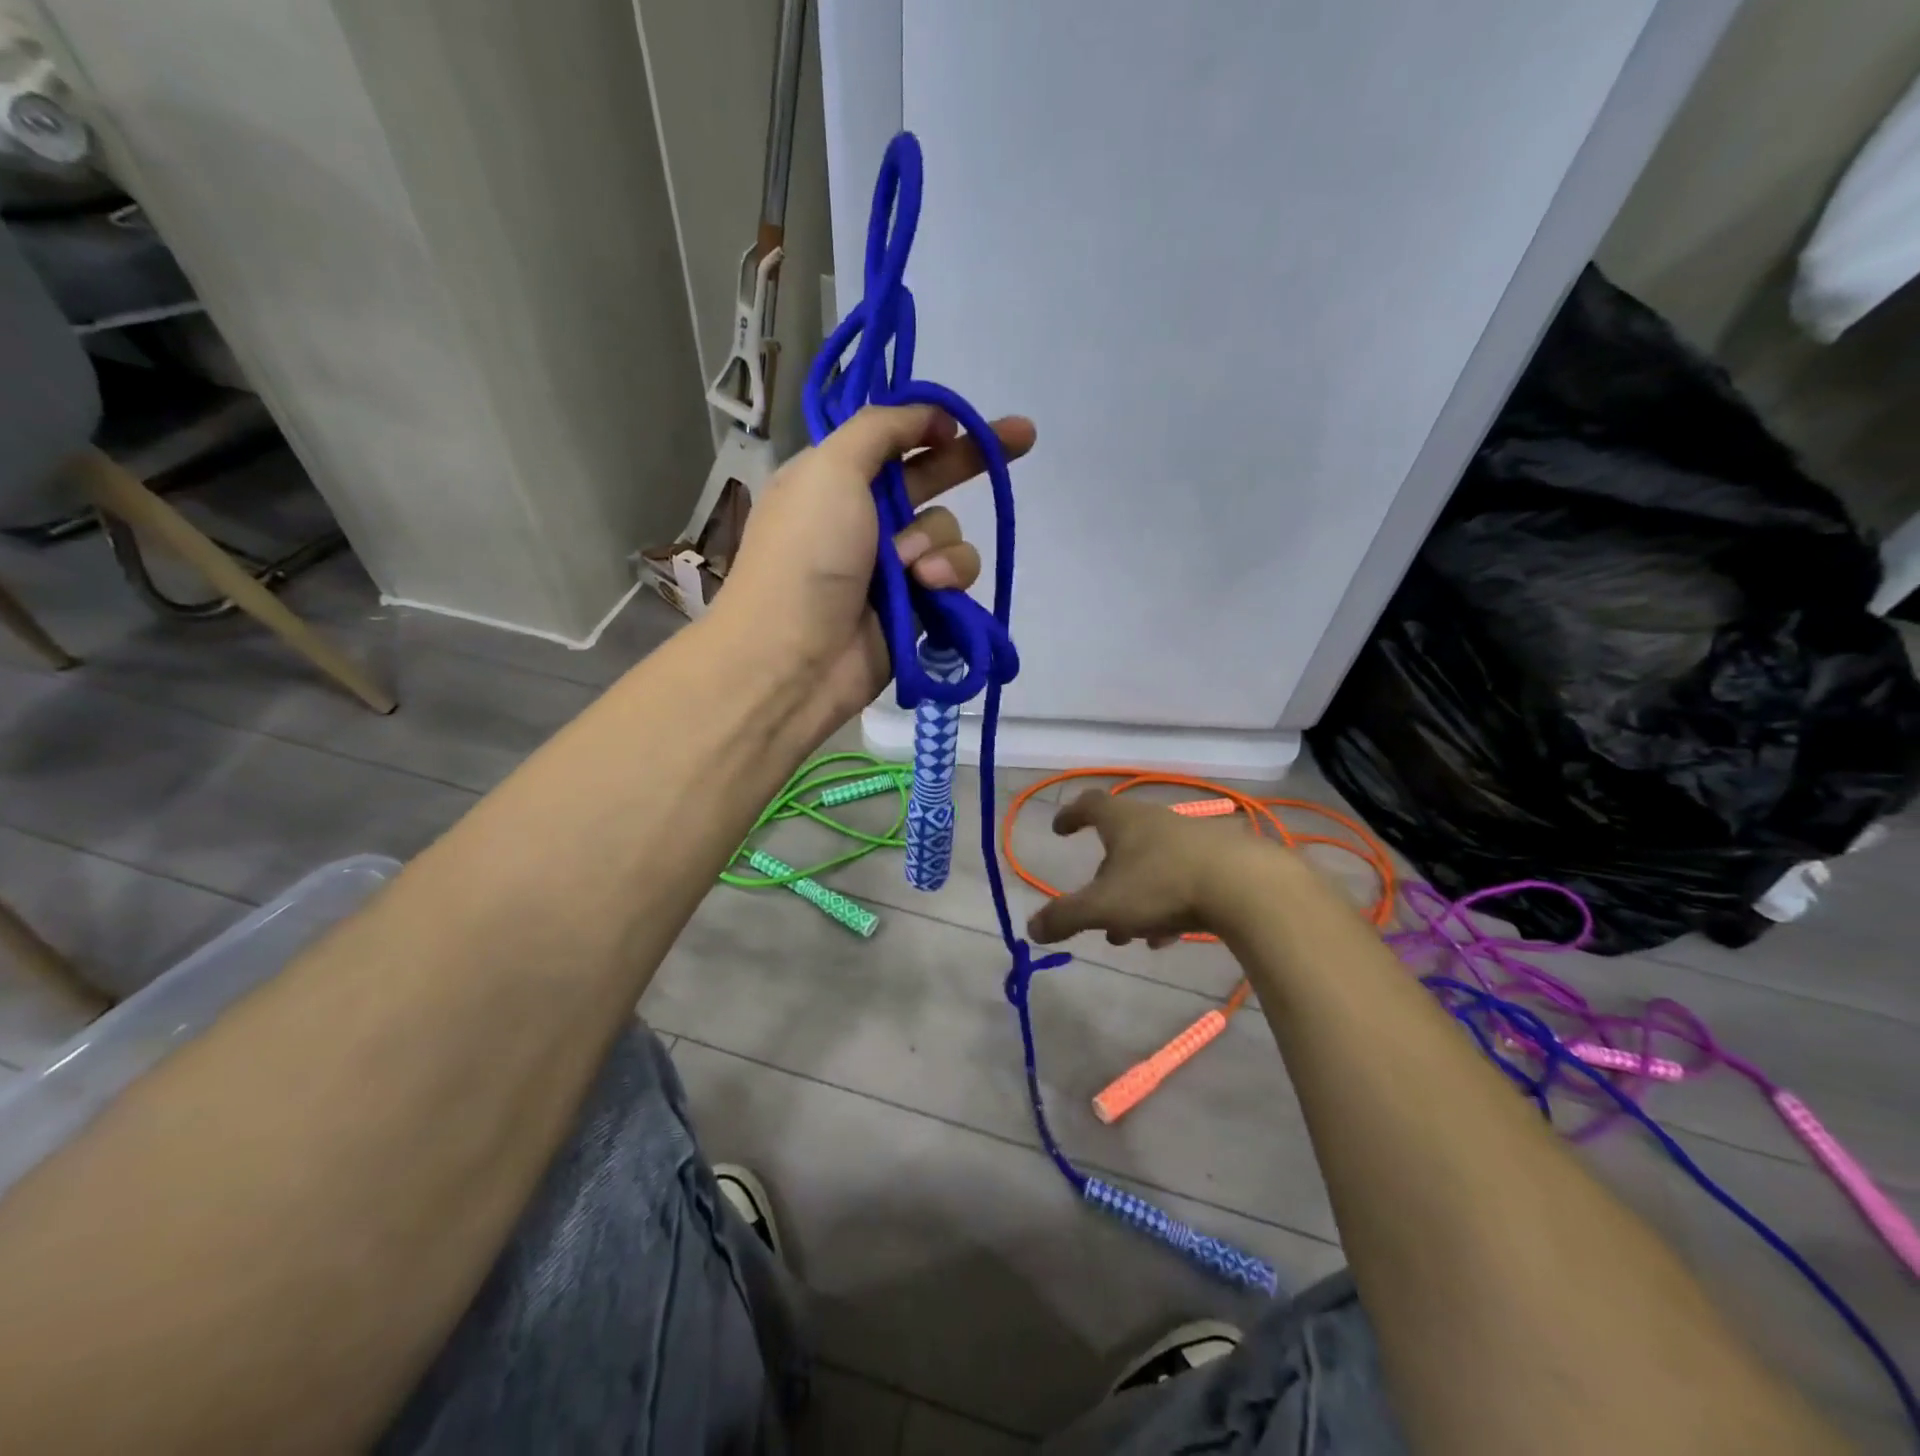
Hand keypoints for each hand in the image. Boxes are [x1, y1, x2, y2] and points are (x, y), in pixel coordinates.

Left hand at [719, 404, 1036, 724]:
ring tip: (913, 570)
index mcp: (833, 478)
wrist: (796, 658)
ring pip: (948, 530)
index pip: (891, 438)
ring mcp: (892, 563)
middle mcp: (865, 517)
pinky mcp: (918, 604)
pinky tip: (930, 590)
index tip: (958, 421)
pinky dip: (948, 577)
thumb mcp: (829, 470)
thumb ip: (878, 430)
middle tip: (1023, 435)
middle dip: (972, 458)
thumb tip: (924, 413)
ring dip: (938, 543)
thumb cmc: (806, 556)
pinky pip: (955, 574)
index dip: (928, 424)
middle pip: (930, 477)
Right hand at [1026, 791, 1276, 946]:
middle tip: (1096, 907)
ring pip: (1153, 865)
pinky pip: (1184, 879)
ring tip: (1132, 933)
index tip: (1060, 830)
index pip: (1090, 804)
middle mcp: (1157, 821)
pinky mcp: (1224, 860)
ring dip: (1136, 896)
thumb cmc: (1162, 886)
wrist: (1247, 886)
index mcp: (1124, 821)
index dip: (1072, 815)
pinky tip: (1169, 936)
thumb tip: (1031, 929)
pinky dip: (1168, 903)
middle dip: (1105, 876)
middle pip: (1122, 842)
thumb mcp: (1104, 906)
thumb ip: (1065, 917)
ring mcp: (1193, 838)